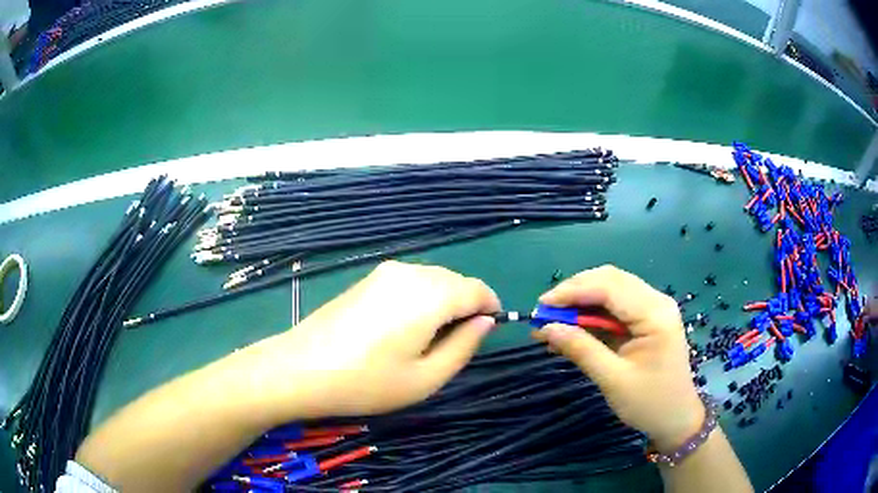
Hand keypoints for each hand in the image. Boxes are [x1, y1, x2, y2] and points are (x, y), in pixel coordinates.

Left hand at [242, 261, 499, 419]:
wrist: (301, 368)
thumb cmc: (367, 381)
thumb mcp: (426, 378)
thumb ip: (464, 346)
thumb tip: (485, 322)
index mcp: (430, 294)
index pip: (477, 290)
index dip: (490, 308)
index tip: (489, 331)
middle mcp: (409, 273)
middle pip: (455, 282)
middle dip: (466, 306)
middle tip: (457, 344)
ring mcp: (384, 273)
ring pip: (432, 280)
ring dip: (443, 303)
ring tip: (429, 339)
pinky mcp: (367, 279)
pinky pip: (409, 282)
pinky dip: (420, 299)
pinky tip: (403, 328)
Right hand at [533, 265, 702, 451]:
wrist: (677, 418)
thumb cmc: (649, 403)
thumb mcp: (613, 379)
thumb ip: (581, 349)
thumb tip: (546, 328)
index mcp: (655, 313)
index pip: (609, 287)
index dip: (573, 291)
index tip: (541, 307)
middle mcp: (656, 301)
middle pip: (610, 281)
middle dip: (575, 292)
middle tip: (545, 313)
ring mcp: (653, 308)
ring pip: (611, 291)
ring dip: (581, 302)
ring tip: (554, 321)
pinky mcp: (647, 319)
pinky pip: (616, 307)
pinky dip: (592, 315)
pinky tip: (572, 329)